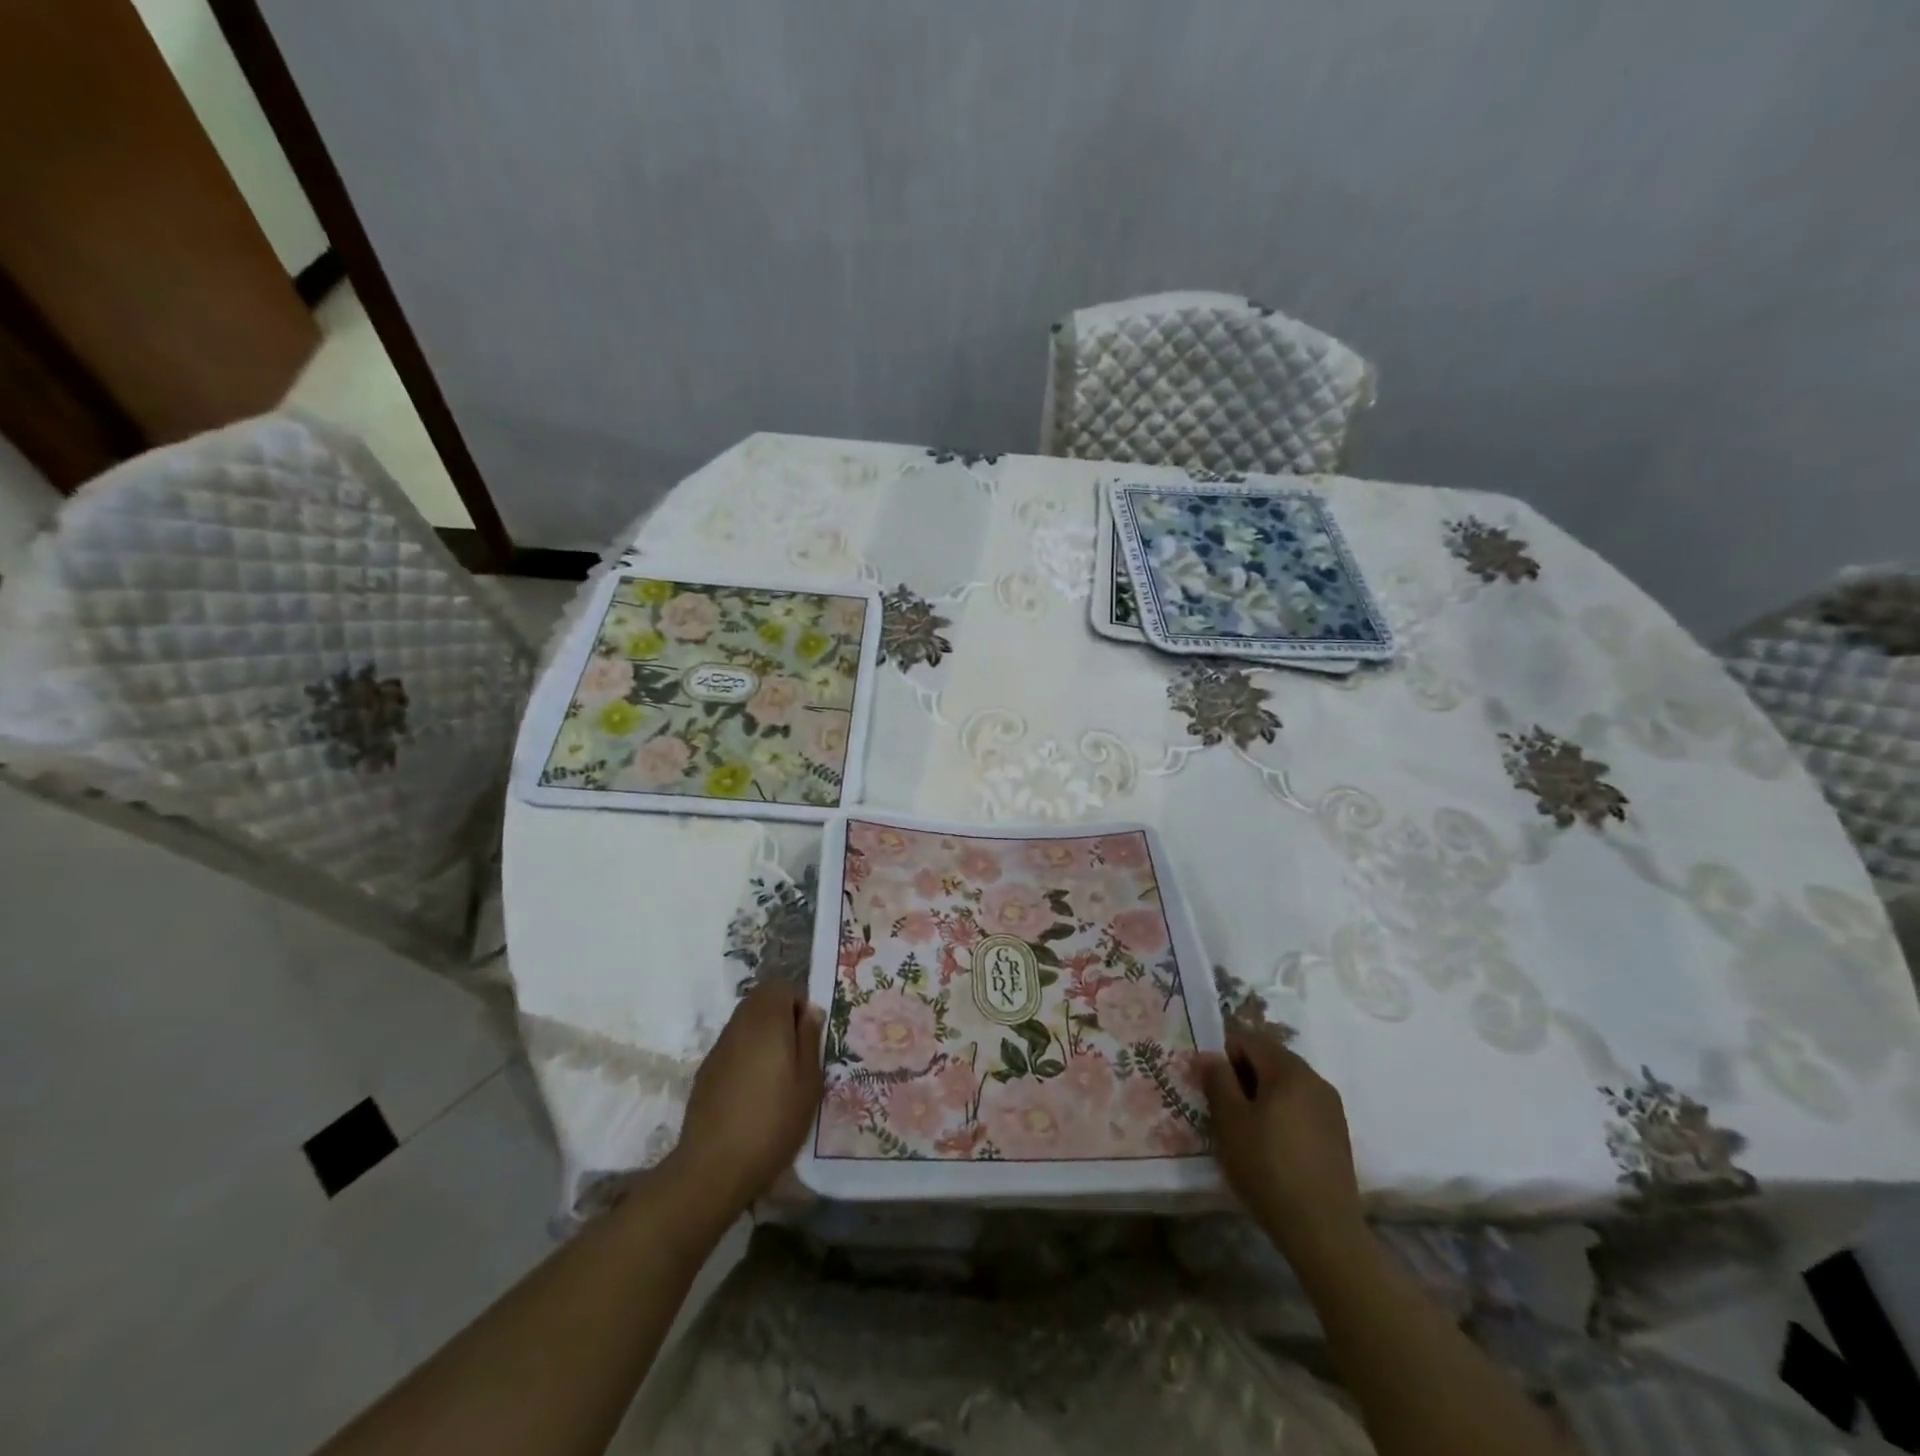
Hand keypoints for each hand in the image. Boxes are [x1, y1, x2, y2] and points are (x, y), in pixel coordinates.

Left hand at [665, 982, 824, 1219]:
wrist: (715, 1166)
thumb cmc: (773, 1121)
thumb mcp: (809, 1082)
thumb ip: (809, 1039)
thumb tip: (810, 1011)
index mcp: (767, 1021)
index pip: (780, 986)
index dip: (797, 1002)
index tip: (807, 1033)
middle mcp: (739, 1025)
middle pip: (760, 1000)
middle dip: (780, 1015)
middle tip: (796, 1052)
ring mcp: (718, 1048)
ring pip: (744, 1022)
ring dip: (762, 1035)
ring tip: (777, 1073)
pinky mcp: (705, 1071)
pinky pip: (732, 1046)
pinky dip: (745, 1054)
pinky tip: (753, 1091)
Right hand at [1201, 1031, 1364, 1259]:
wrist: (1323, 1231)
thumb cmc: (1268, 1168)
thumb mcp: (1230, 1121)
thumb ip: (1218, 1080)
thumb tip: (1210, 1056)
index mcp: (1289, 1070)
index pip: (1248, 1039)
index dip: (1223, 1056)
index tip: (1212, 1088)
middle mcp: (1315, 1079)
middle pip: (1269, 1059)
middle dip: (1243, 1075)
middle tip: (1224, 1109)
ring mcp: (1331, 1108)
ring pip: (1286, 1084)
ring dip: (1262, 1095)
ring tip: (1246, 1129)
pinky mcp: (1337, 1134)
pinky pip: (1301, 1106)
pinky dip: (1281, 1113)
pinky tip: (1272, 1146)